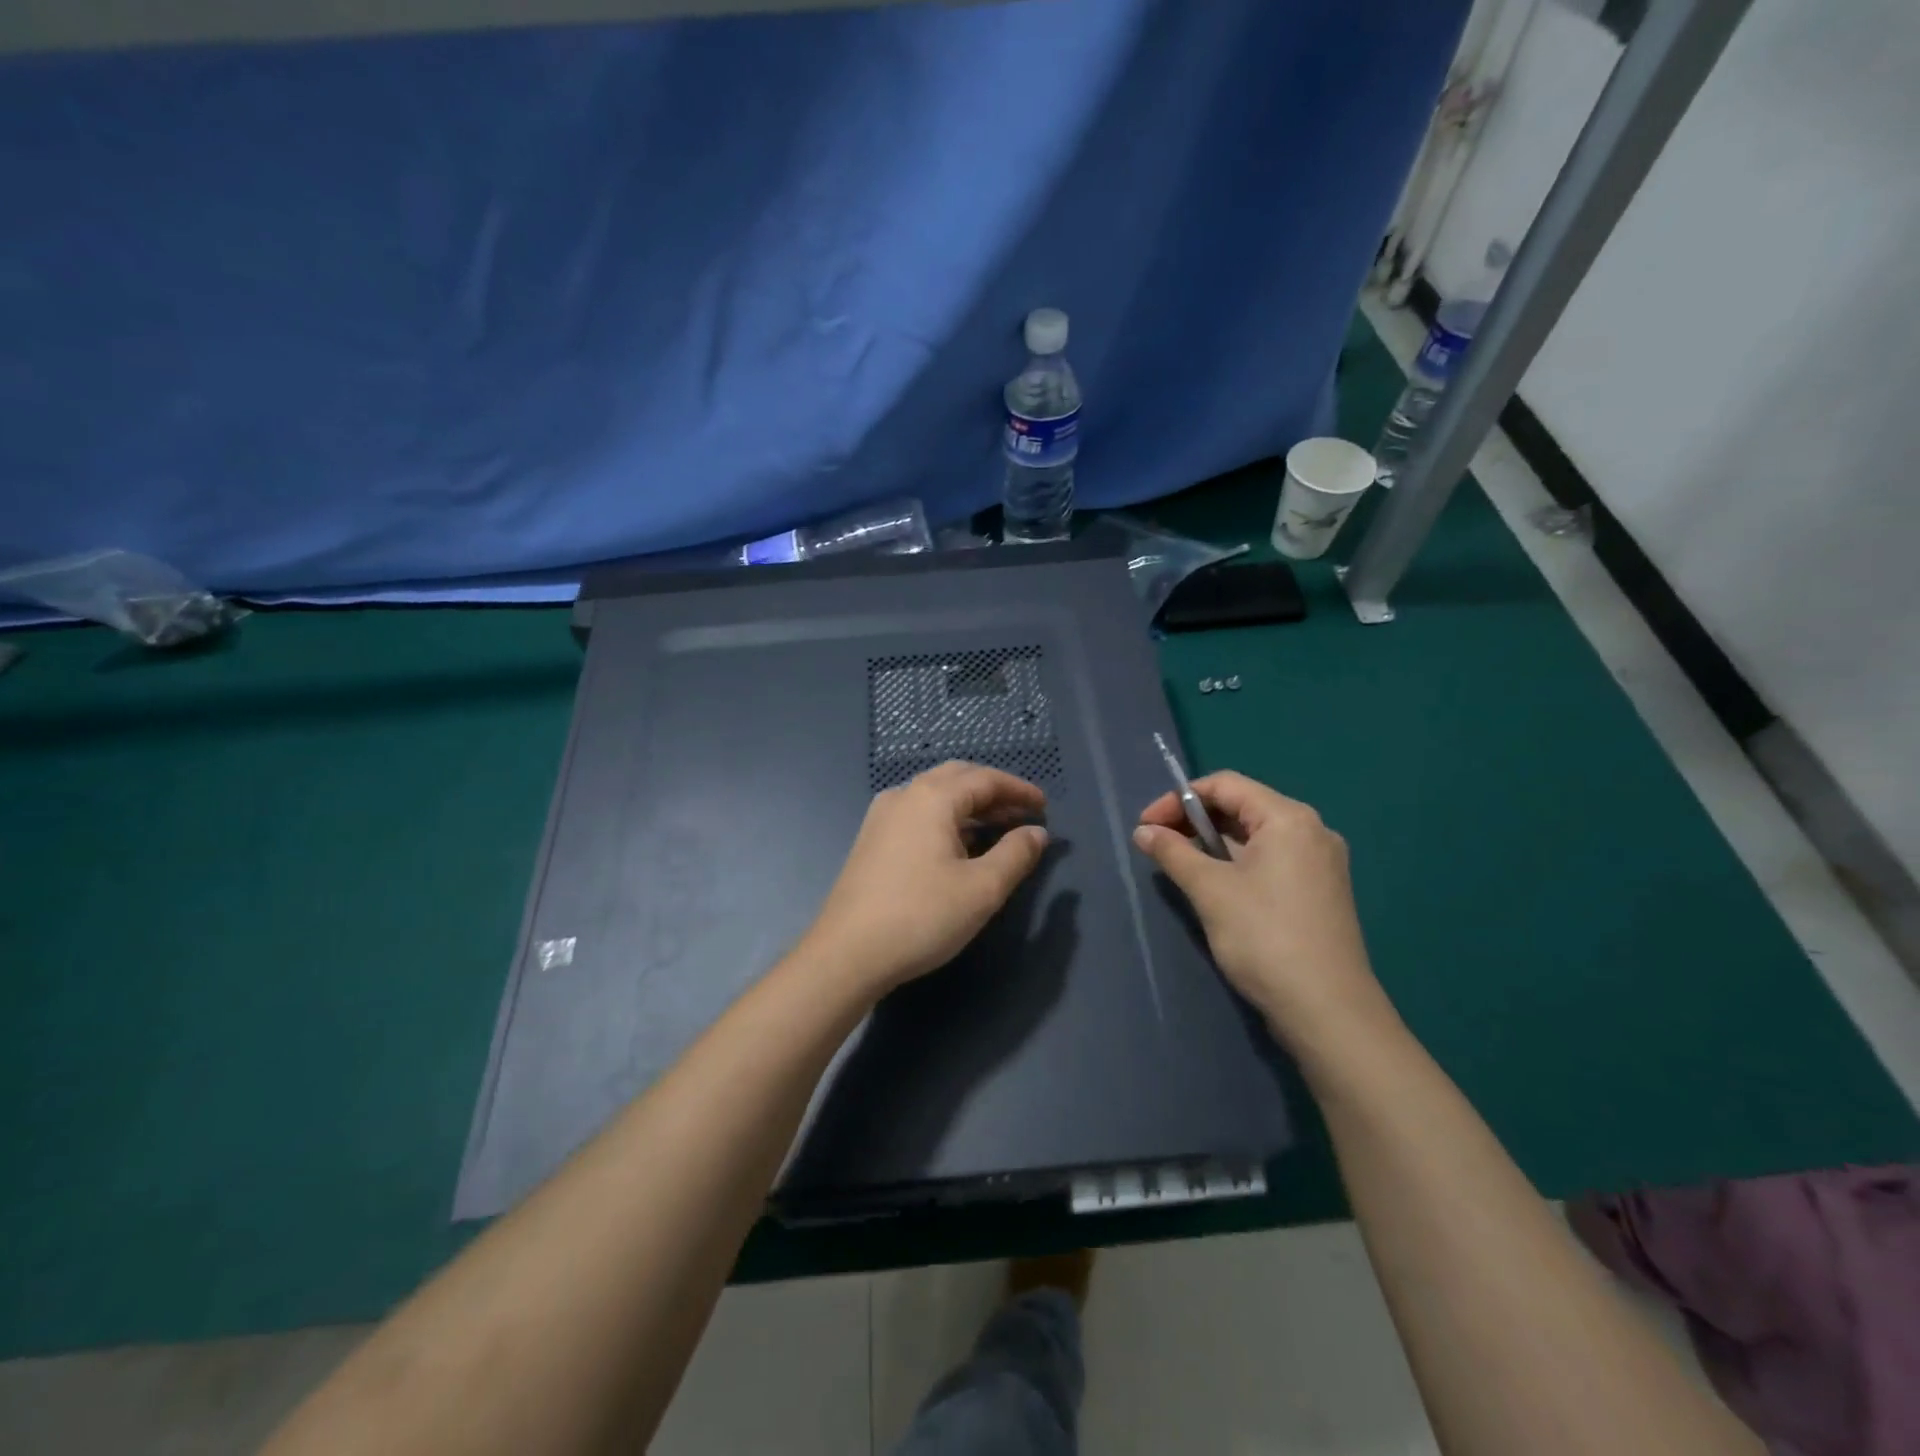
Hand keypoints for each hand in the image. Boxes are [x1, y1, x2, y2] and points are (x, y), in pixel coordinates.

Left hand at [801, 761, 1049, 995]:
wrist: (847, 953)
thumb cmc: (921, 916)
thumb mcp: (981, 889)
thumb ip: (1015, 855)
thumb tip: (1037, 833)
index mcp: (932, 798)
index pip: (985, 779)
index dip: (1018, 790)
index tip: (1044, 807)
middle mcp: (904, 795)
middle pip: (957, 778)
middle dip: (993, 792)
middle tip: (1022, 813)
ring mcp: (882, 816)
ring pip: (935, 795)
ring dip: (969, 806)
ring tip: (998, 829)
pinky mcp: (871, 839)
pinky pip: (918, 813)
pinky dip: (946, 819)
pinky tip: (959, 846)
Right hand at [1132, 771, 1392, 1047]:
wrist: (1328, 1011)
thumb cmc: (1265, 937)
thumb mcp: (1210, 890)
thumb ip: (1173, 853)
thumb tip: (1143, 831)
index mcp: (1288, 818)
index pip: (1225, 785)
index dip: (1178, 799)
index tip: (1146, 825)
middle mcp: (1311, 830)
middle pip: (1242, 807)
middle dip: (1194, 821)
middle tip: (1157, 845)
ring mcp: (1320, 863)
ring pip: (1255, 836)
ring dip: (1212, 844)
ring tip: (1178, 865)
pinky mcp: (1320, 891)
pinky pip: (1270, 860)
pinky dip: (1236, 863)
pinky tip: (1214, 886)